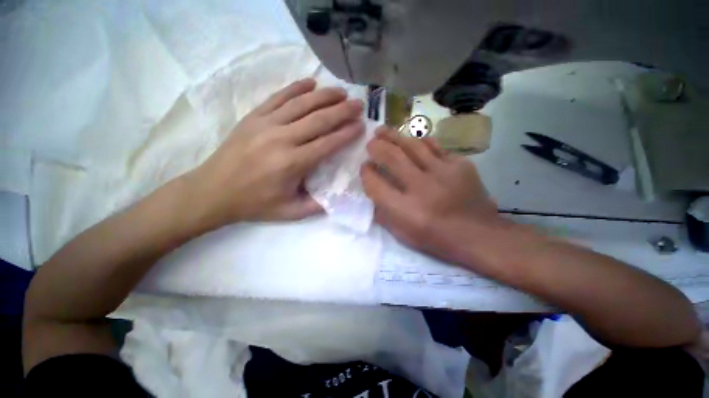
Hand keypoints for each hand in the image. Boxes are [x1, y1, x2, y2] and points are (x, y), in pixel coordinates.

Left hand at [189, 78, 363, 228]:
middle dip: (342, 111)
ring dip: (324, 96)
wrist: (212, 192)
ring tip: (341, 92)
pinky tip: (310, 82)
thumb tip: (338, 197)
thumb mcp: (290, 213)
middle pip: (318, 120)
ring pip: (301, 104)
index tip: (361, 126)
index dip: (346, 134)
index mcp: (292, 163)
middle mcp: (281, 139)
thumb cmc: (254, 204)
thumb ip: (317, 206)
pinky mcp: (254, 117)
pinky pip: (278, 97)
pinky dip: (296, 88)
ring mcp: (266, 124)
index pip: (327, 143)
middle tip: (358, 105)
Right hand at [360, 127, 500, 263]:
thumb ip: (383, 212)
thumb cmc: (436, 238)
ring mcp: (443, 173)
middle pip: (392, 157)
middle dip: (376, 146)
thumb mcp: (403, 234)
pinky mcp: (460, 164)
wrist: (479, 235)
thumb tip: (372, 188)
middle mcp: (422, 188)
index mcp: (405, 210)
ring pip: (412, 145)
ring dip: (393, 135)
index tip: (365, 167)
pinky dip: (419, 142)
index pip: (375, 184)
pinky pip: (434, 146)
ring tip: (383, 131)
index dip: (366, 173)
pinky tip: (411, 140)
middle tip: (370, 143)